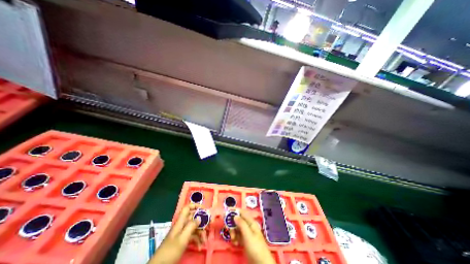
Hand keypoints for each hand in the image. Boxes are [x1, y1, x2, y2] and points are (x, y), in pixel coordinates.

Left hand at [149, 204, 207, 263]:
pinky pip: (192, 236)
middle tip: (209, 225)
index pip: (187, 208)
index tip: (204, 209)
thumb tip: (199, 217)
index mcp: (180, 222)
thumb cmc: (170, 251)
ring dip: (201, 233)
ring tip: (205, 241)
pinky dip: (197, 240)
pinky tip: (200, 246)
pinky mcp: (182, 241)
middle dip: (202, 221)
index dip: (195, 205)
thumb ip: (191, 226)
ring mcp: (182, 233)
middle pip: (193, 218)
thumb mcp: (182, 238)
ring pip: (194, 228)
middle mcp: (182, 225)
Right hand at [231, 210, 276, 263]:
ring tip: (233, 240)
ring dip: (233, 233)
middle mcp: (248, 226)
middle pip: (238, 220)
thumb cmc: (255, 247)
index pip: (242, 212)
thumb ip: (241, 224)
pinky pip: (237, 236)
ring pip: (237, 228)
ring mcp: (246, 234)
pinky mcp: (244, 241)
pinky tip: (235, 244)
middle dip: (232, 225)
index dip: (234, 210)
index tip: (226, 211)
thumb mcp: (248, 235)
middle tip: (228, 230)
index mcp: (250, 222)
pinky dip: (235, 238)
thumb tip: (235, 215)